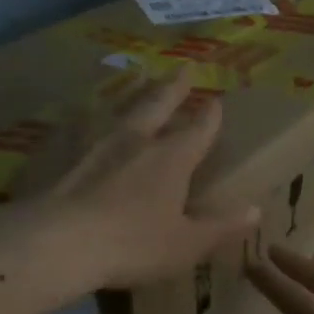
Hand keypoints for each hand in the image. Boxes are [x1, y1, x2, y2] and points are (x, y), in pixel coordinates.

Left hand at [43, 73, 259, 290]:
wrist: (57, 242)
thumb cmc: (133, 245)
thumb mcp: (187, 243)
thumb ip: (221, 226)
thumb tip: (256, 210)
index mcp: (171, 160)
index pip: (197, 131)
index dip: (209, 117)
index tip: (217, 101)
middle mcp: (135, 141)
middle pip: (157, 105)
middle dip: (173, 88)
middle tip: (182, 68)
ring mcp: (94, 144)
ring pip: (120, 109)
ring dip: (133, 92)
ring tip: (140, 76)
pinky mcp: (61, 155)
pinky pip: (79, 127)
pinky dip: (87, 118)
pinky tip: (80, 116)